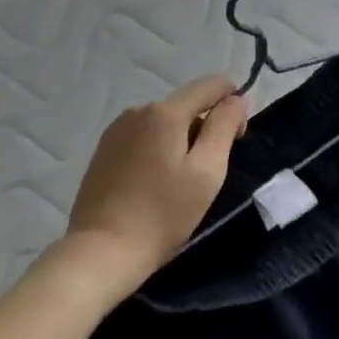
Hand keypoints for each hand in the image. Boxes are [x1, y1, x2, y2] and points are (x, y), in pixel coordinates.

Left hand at [40, 76, 248, 312]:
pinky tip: (157, 183)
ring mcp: (116, 131)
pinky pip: (144, 137)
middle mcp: (137, 111)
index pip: (212, 85)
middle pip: (188, 103)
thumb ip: (224, 127)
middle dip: (207, 125)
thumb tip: (236, 99)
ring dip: (183, 139)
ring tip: (183, 180)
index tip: (237, 139)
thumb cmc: (163, 213)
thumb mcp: (207, 171)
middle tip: (211, 170)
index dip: (233, 103)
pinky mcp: (104, 151)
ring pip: (165, 121)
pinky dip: (160, 150)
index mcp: (165, 112)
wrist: (101, 253)